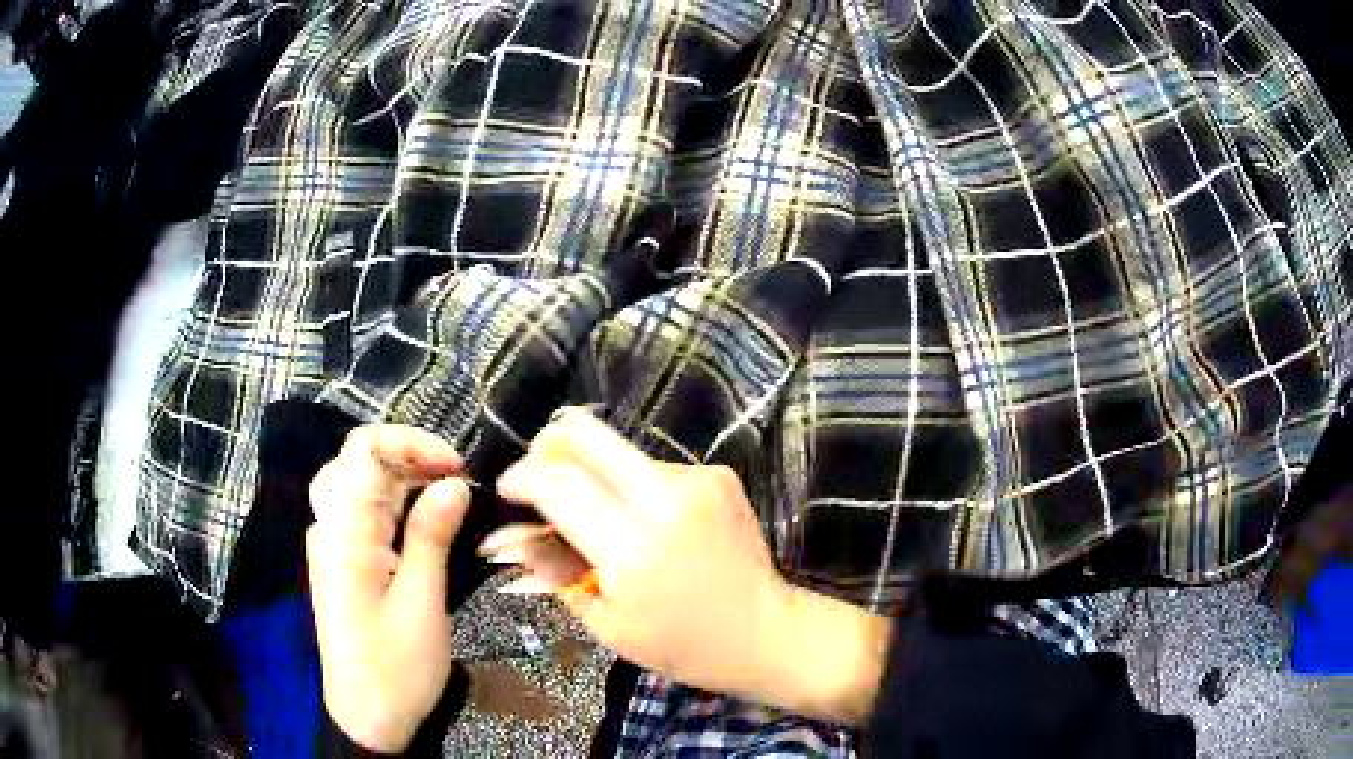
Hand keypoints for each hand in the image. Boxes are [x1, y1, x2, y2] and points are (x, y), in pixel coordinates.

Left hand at [306, 425, 469, 752]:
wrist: (367, 717)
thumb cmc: (396, 666)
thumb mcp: (422, 602)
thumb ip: (431, 536)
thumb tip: (453, 483)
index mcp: (344, 531)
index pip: (364, 449)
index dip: (413, 443)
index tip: (458, 468)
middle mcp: (329, 527)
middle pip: (359, 460)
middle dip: (410, 457)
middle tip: (458, 480)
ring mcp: (330, 544)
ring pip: (358, 484)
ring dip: (403, 479)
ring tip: (448, 494)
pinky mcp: (340, 563)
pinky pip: (361, 513)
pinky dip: (393, 503)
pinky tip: (421, 520)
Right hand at [486, 410, 890, 725]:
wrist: (765, 631)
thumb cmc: (683, 644)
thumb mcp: (607, 625)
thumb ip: (555, 573)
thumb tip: (510, 535)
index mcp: (633, 556)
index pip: (560, 487)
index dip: (523, 477)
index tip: (508, 487)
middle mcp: (666, 504)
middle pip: (587, 439)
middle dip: (548, 444)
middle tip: (536, 471)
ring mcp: (698, 481)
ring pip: (618, 451)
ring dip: (594, 471)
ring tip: (600, 514)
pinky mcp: (718, 474)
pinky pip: (653, 465)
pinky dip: (632, 484)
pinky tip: (644, 520)